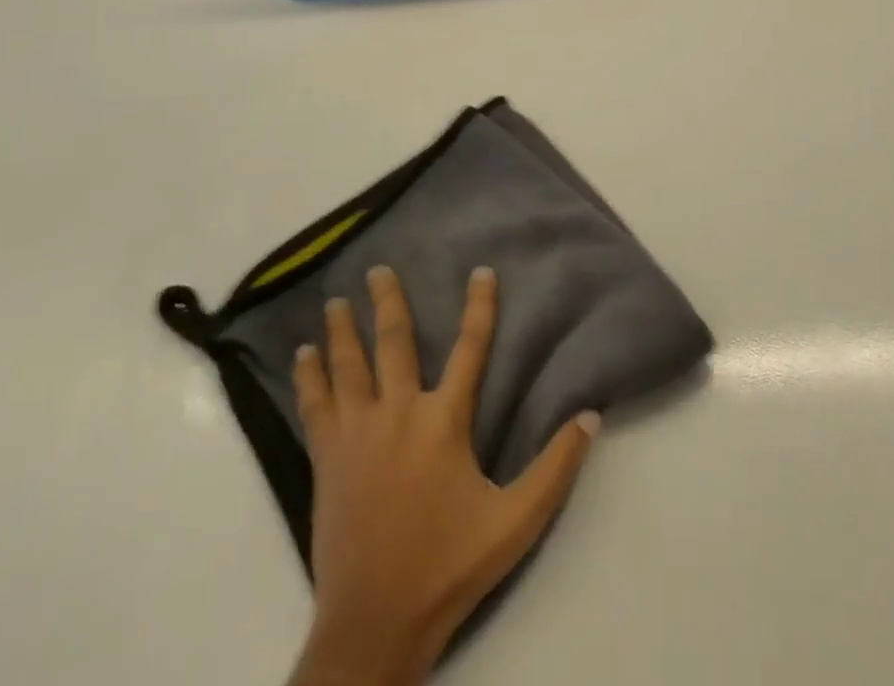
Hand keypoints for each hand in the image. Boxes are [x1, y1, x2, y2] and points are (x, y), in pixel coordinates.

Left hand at [290, 266, 599, 685]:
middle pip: (394, 343)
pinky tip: (302, 356)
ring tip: (336, 299)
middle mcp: (398, 413)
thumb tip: (591, 416)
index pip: (470, 348)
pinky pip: (315, 406)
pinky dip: (309, 377)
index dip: (480, 307)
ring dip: (342, 330)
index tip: (481, 271)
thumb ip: (556, 468)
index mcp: (444, 421)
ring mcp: (357, 434)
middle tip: (378, 268)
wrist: (374, 624)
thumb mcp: (516, 522)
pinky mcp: (327, 459)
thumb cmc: (448, 567)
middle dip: (389, 301)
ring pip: (348, 366)